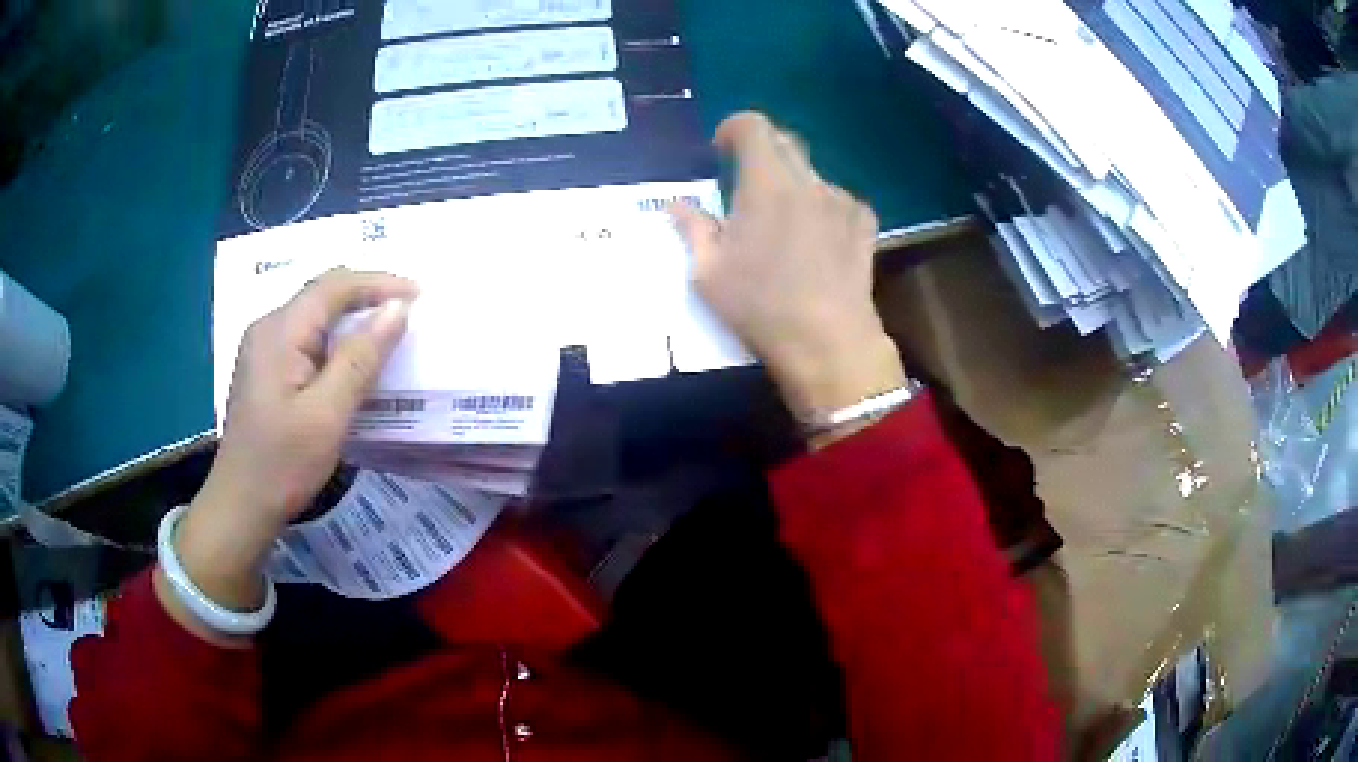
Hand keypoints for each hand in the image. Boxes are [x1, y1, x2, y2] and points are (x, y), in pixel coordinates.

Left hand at [158, 269, 415, 635]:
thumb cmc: (284, 463)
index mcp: (280, 330)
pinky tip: (351, 360)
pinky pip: (306, 338)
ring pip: (314, 315)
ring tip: (388, 331)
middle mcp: (268, 327)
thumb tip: (396, 308)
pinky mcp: (266, 369)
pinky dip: (335, 340)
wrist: (242, 505)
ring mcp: (263, 348)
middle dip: (367, 295)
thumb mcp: (328, 414)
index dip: (378, 282)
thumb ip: (361, 357)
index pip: (334, 285)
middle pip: (322, 294)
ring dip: (351, 318)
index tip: (419, 295)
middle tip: (408, 310)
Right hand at [672, 113, 906, 433]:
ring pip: (812, 174)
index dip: (733, 128)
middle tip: (745, 183)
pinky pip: (837, 200)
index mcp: (766, 183)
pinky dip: (821, 207)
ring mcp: (841, 201)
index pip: (753, 126)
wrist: (828, 342)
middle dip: (762, 151)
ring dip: (791, 183)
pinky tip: (816, 238)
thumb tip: (677, 205)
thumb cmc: (760, 306)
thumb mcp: (708, 273)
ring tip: (782, 222)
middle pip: (786, 142)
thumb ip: (692, 229)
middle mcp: (807, 181)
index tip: (720, 149)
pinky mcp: (864, 224)